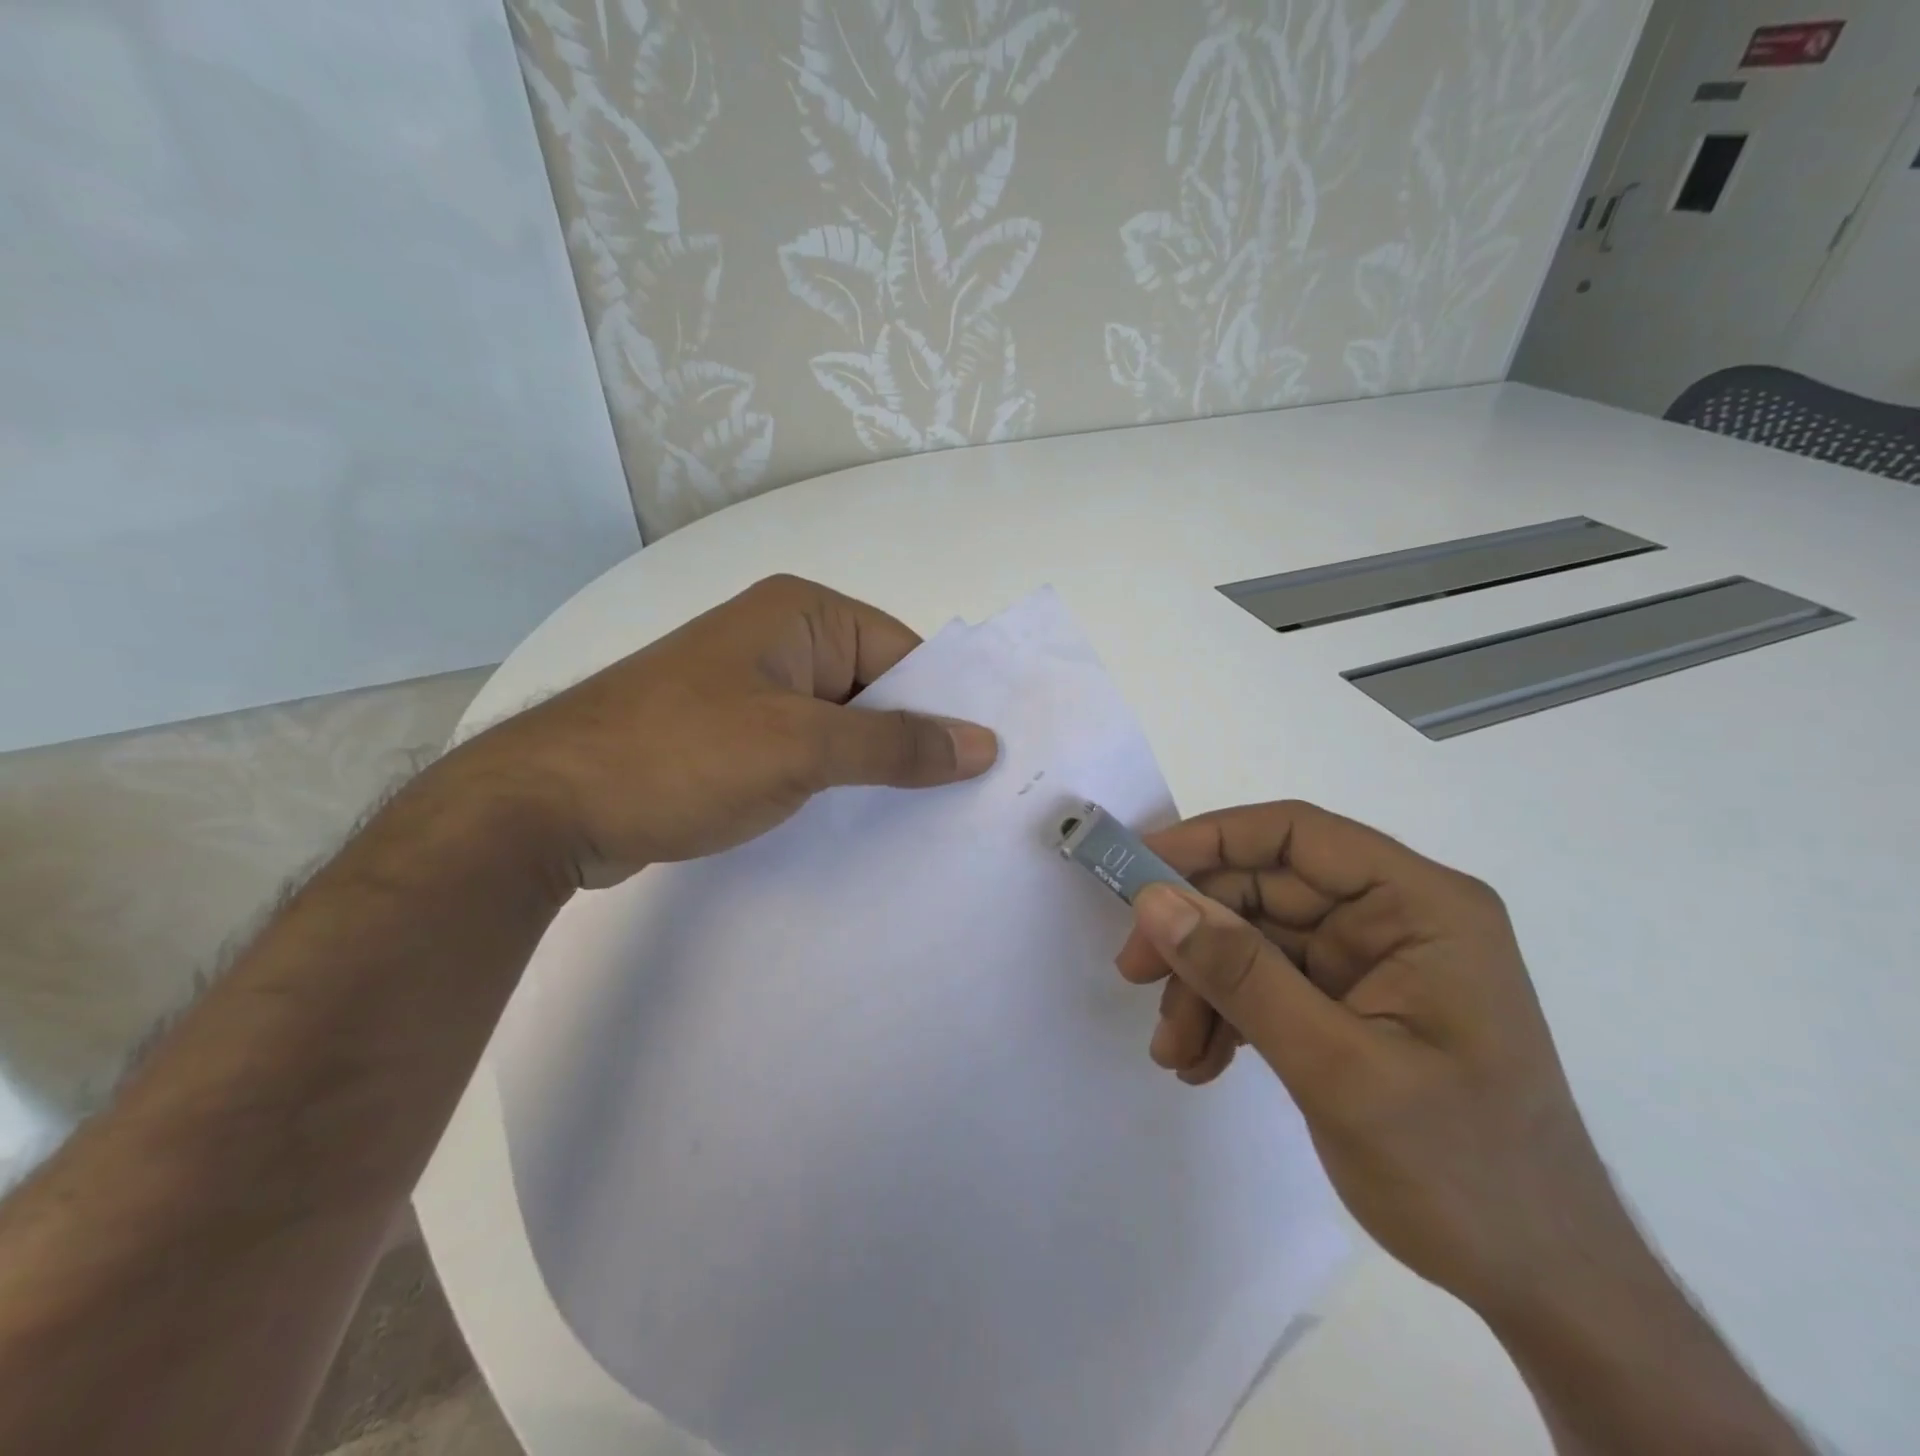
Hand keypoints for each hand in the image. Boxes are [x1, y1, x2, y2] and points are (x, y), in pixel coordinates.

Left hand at [451, 574, 997, 890]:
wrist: (548, 807)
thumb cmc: (680, 755)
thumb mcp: (800, 748)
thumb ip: (896, 745)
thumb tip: (984, 744)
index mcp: (803, 614)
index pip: (905, 655)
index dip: (947, 707)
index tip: (989, 763)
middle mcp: (784, 640)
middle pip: (877, 690)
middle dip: (915, 743)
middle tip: (972, 801)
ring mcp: (756, 690)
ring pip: (844, 726)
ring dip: (877, 768)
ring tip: (931, 819)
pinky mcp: (736, 736)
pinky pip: (810, 752)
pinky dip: (838, 782)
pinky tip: (865, 822)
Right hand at [1116, 800, 1640, 1320]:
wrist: (1540, 1284)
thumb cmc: (1463, 1172)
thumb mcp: (1338, 1068)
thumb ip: (1241, 976)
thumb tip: (1153, 901)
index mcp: (1421, 905)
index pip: (1297, 835)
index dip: (1210, 840)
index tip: (1137, 872)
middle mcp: (1394, 917)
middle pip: (1264, 889)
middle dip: (1195, 934)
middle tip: (1134, 973)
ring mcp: (1369, 961)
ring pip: (1253, 938)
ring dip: (1203, 986)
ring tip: (1174, 1051)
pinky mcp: (1348, 1002)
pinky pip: (1266, 982)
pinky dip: (1225, 1013)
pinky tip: (1201, 1061)